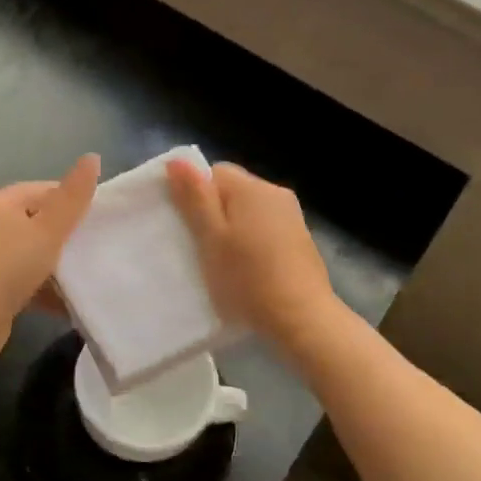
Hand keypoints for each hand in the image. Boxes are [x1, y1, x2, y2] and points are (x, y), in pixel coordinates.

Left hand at [0, 154, 99, 361]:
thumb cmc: (8, 267)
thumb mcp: (48, 230)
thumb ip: (73, 197)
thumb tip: (92, 157)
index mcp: (0, 202)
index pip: (45, 190)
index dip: (74, 202)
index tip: (102, 221)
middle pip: (39, 221)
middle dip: (68, 235)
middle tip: (99, 247)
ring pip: (33, 252)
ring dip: (58, 265)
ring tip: (88, 274)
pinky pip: (25, 279)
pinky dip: (45, 287)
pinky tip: (68, 300)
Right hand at [168, 160, 338, 348]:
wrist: (302, 319)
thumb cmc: (248, 278)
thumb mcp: (211, 238)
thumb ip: (195, 199)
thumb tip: (177, 161)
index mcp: (252, 188)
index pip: (214, 172)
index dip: (196, 196)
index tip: (190, 227)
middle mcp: (276, 193)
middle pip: (233, 190)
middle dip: (214, 213)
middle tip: (202, 247)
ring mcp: (292, 216)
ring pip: (249, 211)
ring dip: (233, 229)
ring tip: (223, 262)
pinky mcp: (300, 239)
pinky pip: (265, 228)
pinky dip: (252, 242)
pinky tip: (248, 270)